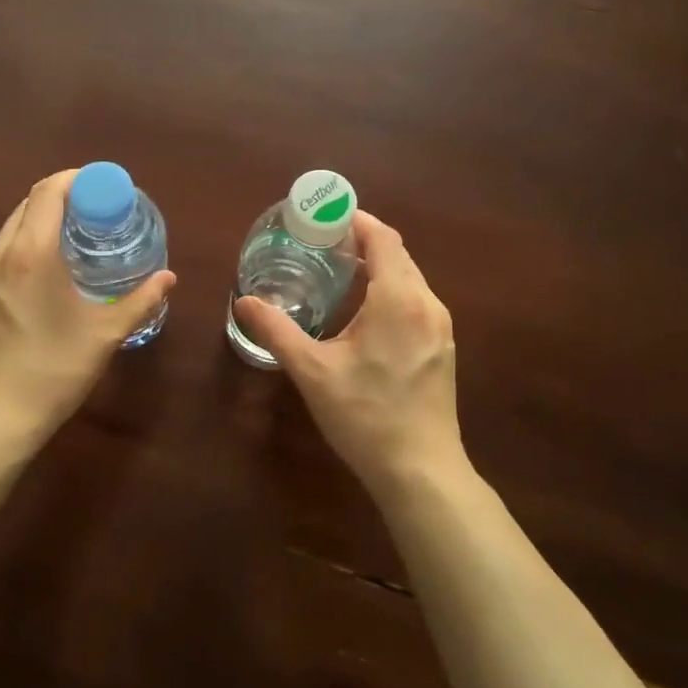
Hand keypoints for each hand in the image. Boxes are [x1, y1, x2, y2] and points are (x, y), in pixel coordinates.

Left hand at [0, 169, 174, 441]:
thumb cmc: (54, 369)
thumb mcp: (105, 333)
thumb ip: (141, 300)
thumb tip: (168, 278)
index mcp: (31, 252)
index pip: (48, 191)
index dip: (76, 180)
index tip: (103, 188)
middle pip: (28, 205)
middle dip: (62, 199)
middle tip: (96, 214)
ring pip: (11, 231)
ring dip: (42, 224)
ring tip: (74, 242)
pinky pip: (1, 257)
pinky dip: (25, 249)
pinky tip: (45, 279)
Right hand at [234, 210, 466, 494]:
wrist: (420, 470)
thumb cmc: (364, 415)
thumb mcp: (312, 371)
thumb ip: (276, 330)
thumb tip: (244, 301)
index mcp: (398, 298)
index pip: (383, 238)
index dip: (356, 221)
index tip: (325, 218)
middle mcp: (427, 303)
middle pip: (398, 255)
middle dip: (364, 242)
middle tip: (323, 244)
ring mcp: (441, 326)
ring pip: (410, 279)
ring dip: (379, 267)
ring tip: (341, 272)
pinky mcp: (443, 347)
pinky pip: (417, 301)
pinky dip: (392, 291)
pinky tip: (366, 312)